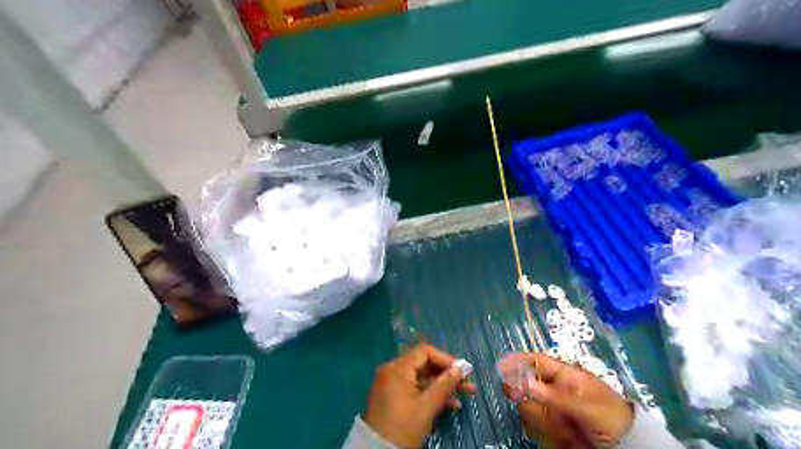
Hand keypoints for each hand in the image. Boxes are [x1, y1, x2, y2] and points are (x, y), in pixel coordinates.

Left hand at [364, 344, 473, 445]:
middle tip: (468, 384)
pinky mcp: (393, 396)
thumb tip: (462, 367)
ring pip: (422, 377)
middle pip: (424, 364)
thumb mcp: (427, 406)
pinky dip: (430, 393)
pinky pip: (415, 388)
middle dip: (447, 374)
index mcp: (397, 368)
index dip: (446, 359)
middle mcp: (392, 370)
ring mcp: (391, 383)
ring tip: (465, 395)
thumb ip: (445, 384)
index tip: (463, 371)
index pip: (425, 352)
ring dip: (442, 385)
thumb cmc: (403, 428)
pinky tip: (450, 404)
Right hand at [499, 354, 631, 448]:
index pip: (537, 362)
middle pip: (527, 387)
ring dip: (543, 421)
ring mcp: (552, 410)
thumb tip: (523, 382)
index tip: (501, 365)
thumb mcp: (586, 406)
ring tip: (566, 431)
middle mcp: (554, 391)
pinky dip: (545, 434)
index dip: (518, 361)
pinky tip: (565, 438)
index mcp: (565, 376)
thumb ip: (554, 396)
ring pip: (529, 409)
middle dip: (529, 398)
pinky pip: (536, 428)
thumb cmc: (611, 419)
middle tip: (532, 406)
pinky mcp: (552, 429)